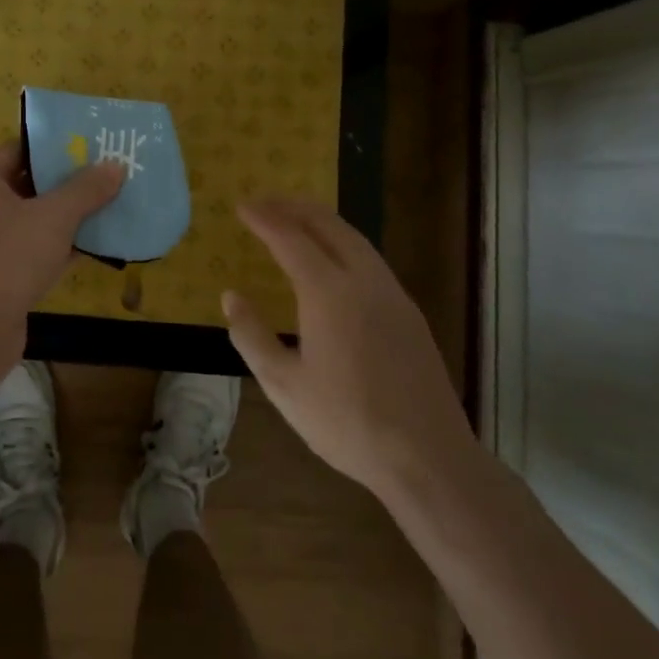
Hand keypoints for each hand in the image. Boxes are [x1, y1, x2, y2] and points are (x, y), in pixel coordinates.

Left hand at [0, 142, 123, 325]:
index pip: (19, 150)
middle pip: (27, 185)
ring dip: (66, 216)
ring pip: (32, 220)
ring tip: (107, 206)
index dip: (54, 148)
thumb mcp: (55, 216)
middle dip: (66, 183)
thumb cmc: (9, 256)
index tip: (89, 148)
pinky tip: (95, 246)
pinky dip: (59, 246)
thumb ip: (85, 189)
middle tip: (105, 176)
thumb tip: (115, 167)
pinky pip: (32, 249)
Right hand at [223, 198, 476, 503]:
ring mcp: (392, 293)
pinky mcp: (409, 312)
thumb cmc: (346, 422)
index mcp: (328, 293)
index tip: (242, 206)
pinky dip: (343, 242)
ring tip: (295, 219)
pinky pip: (370, 258)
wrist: (426, 456)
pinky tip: (333, 259)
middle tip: (265, 202)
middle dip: (293, 207)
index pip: (290, 239)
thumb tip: (231, 296)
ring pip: (355, 238)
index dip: (264, 219)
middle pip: (328, 225)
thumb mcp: (283, 385)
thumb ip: (252, 336)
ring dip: (321, 220)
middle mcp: (363, 280)